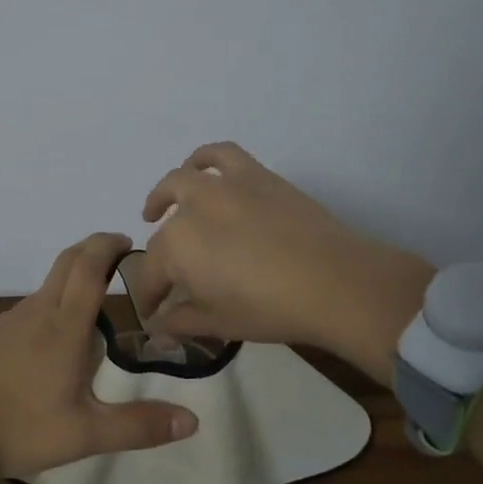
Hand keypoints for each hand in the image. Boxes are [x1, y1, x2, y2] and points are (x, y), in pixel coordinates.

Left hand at [0, 233, 198, 483]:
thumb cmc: (18, 428)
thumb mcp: (85, 435)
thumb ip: (138, 426)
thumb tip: (192, 420)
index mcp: (64, 326)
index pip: (90, 266)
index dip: (108, 246)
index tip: (126, 241)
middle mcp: (35, 312)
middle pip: (66, 264)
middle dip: (92, 252)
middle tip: (115, 261)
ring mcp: (4, 321)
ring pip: (45, 292)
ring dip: (69, 289)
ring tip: (89, 322)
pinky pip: (22, 315)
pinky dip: (43, 317)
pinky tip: (42, 355)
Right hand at [136, 142, 434, 382]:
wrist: (333, 282)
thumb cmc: (270, 309)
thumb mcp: (219, 323)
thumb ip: (181, 322)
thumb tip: (158, 328)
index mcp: (176, 248)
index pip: (150, 276)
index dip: (149, 299)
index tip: (153, 316)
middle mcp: (191, 208)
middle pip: (165, 232)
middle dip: (159, 257)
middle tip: (167, 277)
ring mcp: (222, 186)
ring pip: (180, 182)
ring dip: (165, 196)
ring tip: (162, 208)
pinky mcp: (254, 174)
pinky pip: (220, 155)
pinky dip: (203, 159)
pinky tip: (200, 170)